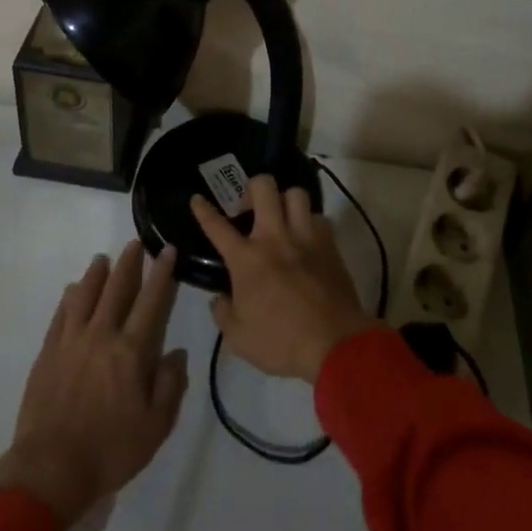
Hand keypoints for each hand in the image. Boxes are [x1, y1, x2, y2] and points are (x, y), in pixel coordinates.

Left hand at [0, 241, 189, 527]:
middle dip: (129, 263)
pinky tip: (72, 291)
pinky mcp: (48, 352)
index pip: (151, 301)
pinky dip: (69, 298)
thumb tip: (177, 352)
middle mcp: (101, 335)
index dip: (162, 273)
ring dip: (96, 274)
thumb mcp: (155, 427)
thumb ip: (170, 386)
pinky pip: (60, 314)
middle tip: (135, 243)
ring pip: (85, 294)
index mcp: (131, 351)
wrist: (51, 470)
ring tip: (103, 259)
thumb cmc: (110, 451)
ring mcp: (71, 341)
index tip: (168, 250)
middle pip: (116, 288)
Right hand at [191, 175, 376, 383]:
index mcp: (247, 258)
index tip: (197, 199)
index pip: (218, 226)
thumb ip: (223, 314)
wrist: (334, 343)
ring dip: (286, 200)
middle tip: (250, 205)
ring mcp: (305, 237)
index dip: (204, 210)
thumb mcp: (239, 338)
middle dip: (253, 187)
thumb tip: (220, 299)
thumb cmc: (281, 342)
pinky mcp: (329, 245)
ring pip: (296, 194)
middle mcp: (275, 237)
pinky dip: (311, 223)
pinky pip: (319, 218)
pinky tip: (307, 238)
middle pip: (264, 187)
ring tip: (282, 216)